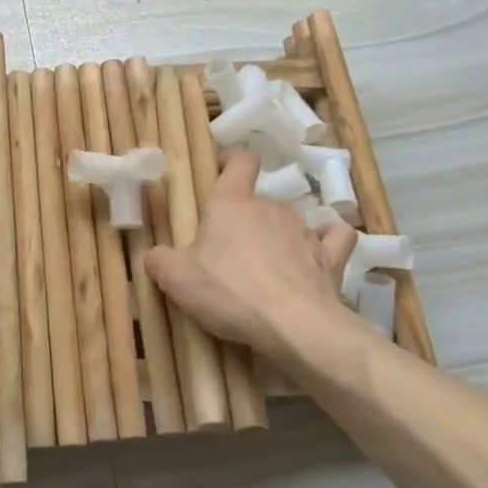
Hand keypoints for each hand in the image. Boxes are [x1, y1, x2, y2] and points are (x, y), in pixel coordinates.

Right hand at [146, 152, 357, 368]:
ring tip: (267, 271)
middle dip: (245, 222)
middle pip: (258, 201)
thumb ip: (160, 261)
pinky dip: (326, 244)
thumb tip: (154, 256)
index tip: (222, 173)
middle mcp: (270, 206)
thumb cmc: (228, 290)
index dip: (232, 163)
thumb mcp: (176, 279)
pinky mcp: (332, 258)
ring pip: (289, 222)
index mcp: (231, 202)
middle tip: (229, 254)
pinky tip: (316, 258)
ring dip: (278, 239)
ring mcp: (304, 230)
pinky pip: (333, 239)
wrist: (293, 325)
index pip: (240, 162)